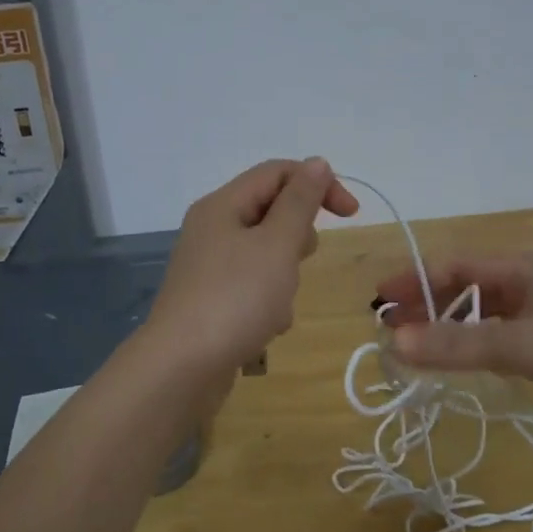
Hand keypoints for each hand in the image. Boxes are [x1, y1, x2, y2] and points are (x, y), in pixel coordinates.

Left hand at [147, 158, 358, 375]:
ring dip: (285, 276)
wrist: (181, 369)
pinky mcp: (212, 301)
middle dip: (298, 236)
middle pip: (270, 212)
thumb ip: (300, 202)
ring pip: (266, 255)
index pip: (277, 173)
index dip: (318, 183)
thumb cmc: (235, 299)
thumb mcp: (276, 244)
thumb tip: (317, 163)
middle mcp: (212, 230)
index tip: (351, 214)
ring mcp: (209, 267)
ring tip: (279, 303)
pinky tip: (266, 327)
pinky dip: (268, 303)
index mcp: (223, 206)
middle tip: (300, 260)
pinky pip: (253, 288)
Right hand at [377, 251, 532, 427]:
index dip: (413, 281)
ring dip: (457, 326)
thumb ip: (456, 345)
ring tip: (425, 349)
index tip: (378, 302)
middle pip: (470, 287)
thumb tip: (394, 342)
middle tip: (394, 332)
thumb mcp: (520, 346)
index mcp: (524, 266)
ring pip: (492, 311)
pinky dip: (486, 341)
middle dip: (430, 306)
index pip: (454, 267)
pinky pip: (513, 330)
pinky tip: (476, 361)